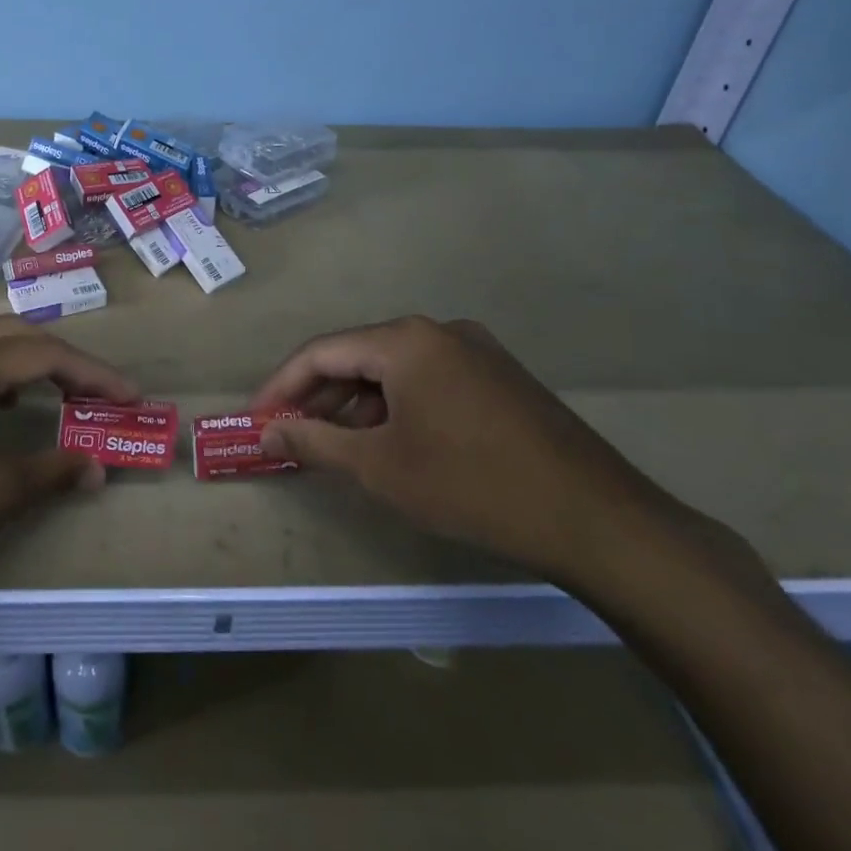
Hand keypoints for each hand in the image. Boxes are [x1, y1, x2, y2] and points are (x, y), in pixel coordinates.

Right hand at [252, 316, 666, 586]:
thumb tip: (265, 433)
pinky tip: (388, 442)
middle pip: (357, 356)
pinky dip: (395, 407)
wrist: (595, 519)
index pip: (321, 352)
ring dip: (355, 404)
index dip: (280, 387)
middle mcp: (438, 331)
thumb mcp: (379, 467)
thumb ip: (313, 442)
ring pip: (394, 371)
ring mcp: (476, 351)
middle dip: (317, 396)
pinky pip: (427, 381)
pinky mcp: (499, 377)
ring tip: (332, 445)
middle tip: (287, 435)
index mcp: (405, 340)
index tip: (255, 420)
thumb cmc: (470, 485)